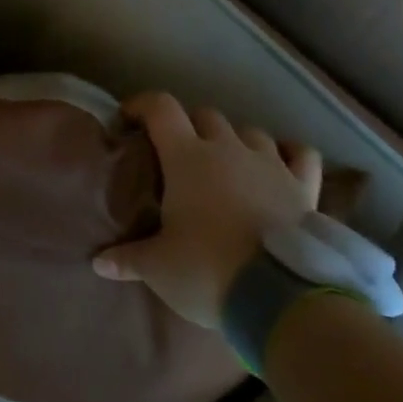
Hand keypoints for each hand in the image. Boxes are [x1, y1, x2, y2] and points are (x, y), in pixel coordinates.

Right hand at [93, 92, 321, 327]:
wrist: (278, 296)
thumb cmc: (207, 270)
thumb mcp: (158, 268)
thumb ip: (128, 259)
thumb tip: (99, 263)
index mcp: (187, 157)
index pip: (161, 108)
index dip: (142, 105)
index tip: (128, 119)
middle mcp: (228, 148)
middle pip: (205, 115)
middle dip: (187, 125)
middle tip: (176, 153)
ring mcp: (270, 163)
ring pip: (250, 131)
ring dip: (234, 140)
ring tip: (226, 163)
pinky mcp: (304, 186)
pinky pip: (300, 154)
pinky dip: (289, 154)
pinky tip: (280, 165)